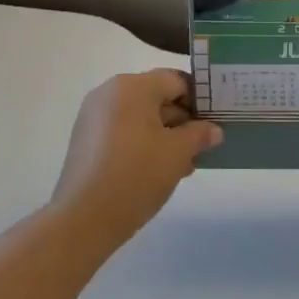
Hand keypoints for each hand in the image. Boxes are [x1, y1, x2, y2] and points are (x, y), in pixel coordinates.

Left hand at [49, 69, 222, 245]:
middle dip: (183, 121)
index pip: (176, 80)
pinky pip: (123, 132)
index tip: (214, 122)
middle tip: (202, 147)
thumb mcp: (178, 153)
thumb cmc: (137, 174)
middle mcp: (109, 93)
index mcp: (132, 87)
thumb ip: (199, 134)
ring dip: (165, 135)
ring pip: (141, 117)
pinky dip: (143, 144)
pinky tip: (158, 170)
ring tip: (184, 164)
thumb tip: (213, 130)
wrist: (84, 218)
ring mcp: (93, 117)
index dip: (199, 99)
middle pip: (157, 97)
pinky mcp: (86, 140)